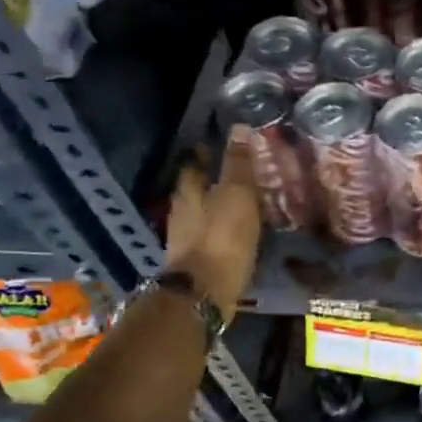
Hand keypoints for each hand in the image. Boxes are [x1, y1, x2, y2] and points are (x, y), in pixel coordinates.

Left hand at [162, 127, 261, 321]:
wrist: (204, 293)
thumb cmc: (222, 238)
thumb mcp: (237, 195)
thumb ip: (238, 164)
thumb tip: (238, 128)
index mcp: (188, 192)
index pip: (194, 164)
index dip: (206, 153)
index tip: (219, 145)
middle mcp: (182, 212)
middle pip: (194, 190)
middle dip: (210, 181)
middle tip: (234, 175)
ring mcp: (185, 239)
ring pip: (200, 214)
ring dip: (216, 208)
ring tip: (239, 204)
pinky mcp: (195, 262)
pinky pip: (209, 237)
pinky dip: (220, 231)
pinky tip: (235, 234)